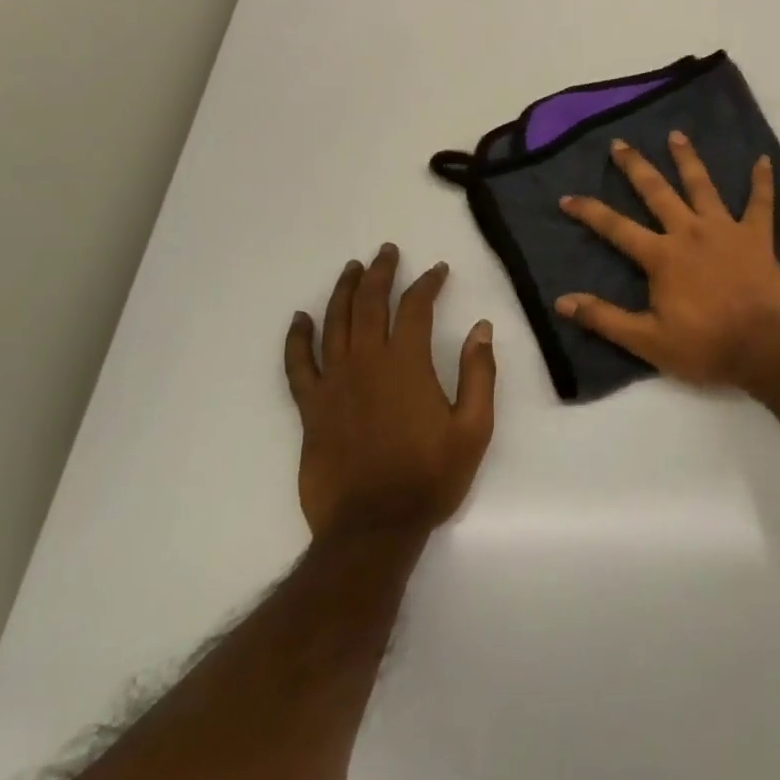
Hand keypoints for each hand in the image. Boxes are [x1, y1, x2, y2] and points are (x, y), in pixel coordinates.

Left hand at [285, 245, 496, 539]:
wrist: (373, 527)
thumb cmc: (430, 477)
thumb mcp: (474, 428)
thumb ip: (479, 374)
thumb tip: (482, 328)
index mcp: (407, 364)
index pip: (415, 307)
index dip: (428, 283)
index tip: (438, 271)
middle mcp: (366, 362)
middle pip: (370, 304)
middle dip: (380, 273)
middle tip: (387, 252)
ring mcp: (334, 383)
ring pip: (334, 323)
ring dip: (343, 291)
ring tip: (352, 269)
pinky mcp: (311, 408)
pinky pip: (298, 364)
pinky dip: (297, 338)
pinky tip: (300, 319)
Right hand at [556, 134, 779, 388]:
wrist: (764, 348)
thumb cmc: (705, 346)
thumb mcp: (647, 341)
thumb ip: (604, 318)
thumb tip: (562, 301)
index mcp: (662, 256)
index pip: (616, 228)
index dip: (590, 212)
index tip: (567, 197)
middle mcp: (689, 232)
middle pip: (657, 192)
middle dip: (636, 167)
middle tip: (620, 143)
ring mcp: (725, 230)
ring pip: (703, 186)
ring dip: (688, 159)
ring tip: (676, 135)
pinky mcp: (757, 237)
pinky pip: (761, 203)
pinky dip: (762, 182)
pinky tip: (763, 160)